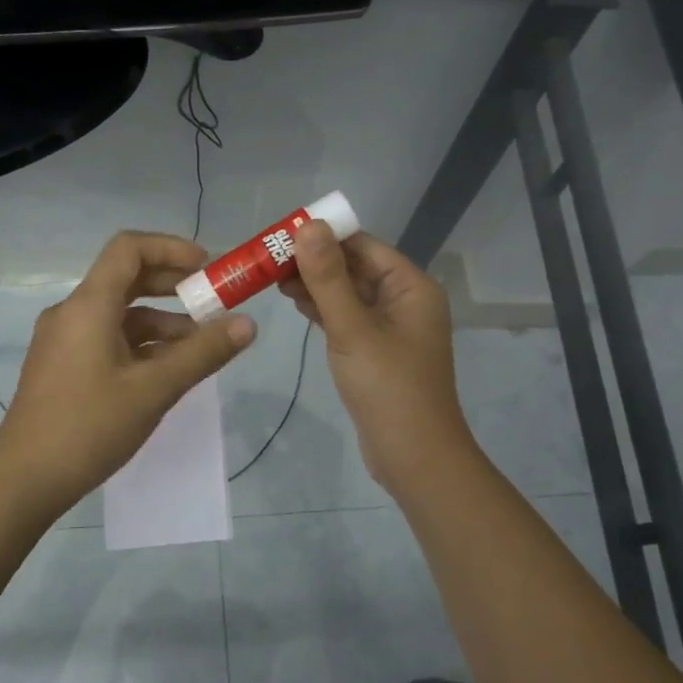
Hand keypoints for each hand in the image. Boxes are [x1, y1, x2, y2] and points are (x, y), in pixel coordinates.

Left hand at [0, 231, 255, 512]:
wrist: (25, 480)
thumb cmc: (89, 427)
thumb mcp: (154, 389)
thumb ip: (203, 353)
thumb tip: (248, 324)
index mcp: (88, 305)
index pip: (129, 248)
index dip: (171, 248)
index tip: (208, 268)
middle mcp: (72, 312)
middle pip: (126, 278)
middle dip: (173, 286)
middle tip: (214, 303)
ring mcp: (65, 340)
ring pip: (120, 314)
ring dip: (162, 321)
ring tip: (202, 348)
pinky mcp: (64, 365)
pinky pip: (108, 338)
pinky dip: (141, 344)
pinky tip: (168, 370)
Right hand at [280, 224, 474, 491]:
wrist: (414, 456)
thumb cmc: (387, 387)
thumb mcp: (353, 328)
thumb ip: (328, 278)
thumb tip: (309, 225)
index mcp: (411, 287)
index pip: (363, 245)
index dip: (324, 236)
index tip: (281, 235)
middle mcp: (405, 300)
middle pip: (355, 267)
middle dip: (315, 261)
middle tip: (268, 260)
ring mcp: (391, 328)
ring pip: (349, 293)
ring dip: (316, 285)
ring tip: (272, 279)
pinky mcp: (377, 351)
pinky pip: (348, 318)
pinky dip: (324, 309)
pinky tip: (296, 303)